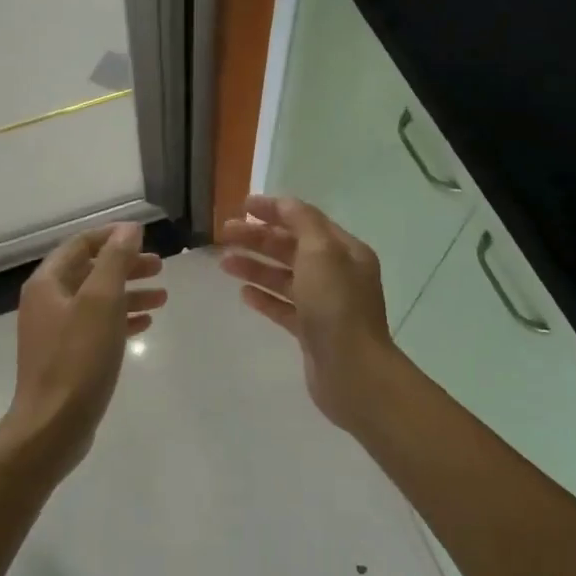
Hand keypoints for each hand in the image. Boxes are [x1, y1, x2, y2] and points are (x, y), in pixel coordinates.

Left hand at [2, 222, 165, 476]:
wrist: (53, 425)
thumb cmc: (78, 358)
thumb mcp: (102, 302)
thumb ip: (116, 261)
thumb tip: (129, 228)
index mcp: (48, 283)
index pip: (81, 244)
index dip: (112, 236)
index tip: (145, 236)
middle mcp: (47, 301)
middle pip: (90, 271)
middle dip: (126, 266)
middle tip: (160, 267)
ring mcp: (55, 331)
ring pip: (96, 300)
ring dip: (128, 293)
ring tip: (162, 297)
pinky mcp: (66, 356)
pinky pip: (96, 326)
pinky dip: (120, 319)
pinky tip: (145, 323)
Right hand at [219, 195, 401, 431]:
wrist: (352, 371)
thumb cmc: (336, 305)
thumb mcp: (322, 252)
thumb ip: (302, 222)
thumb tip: (284, 205)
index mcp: (345, 251)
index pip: (306, 220)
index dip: (275, 210)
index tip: (243, 206)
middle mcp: (338, 274)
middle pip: (292, 248)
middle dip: (258, 238)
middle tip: (224, 234)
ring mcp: (324, 304)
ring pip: (284, 277)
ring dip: (255, 266)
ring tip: (224, 263)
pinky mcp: (311, 332)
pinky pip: (284, 307)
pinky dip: (264, 297)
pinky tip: (243, 294)